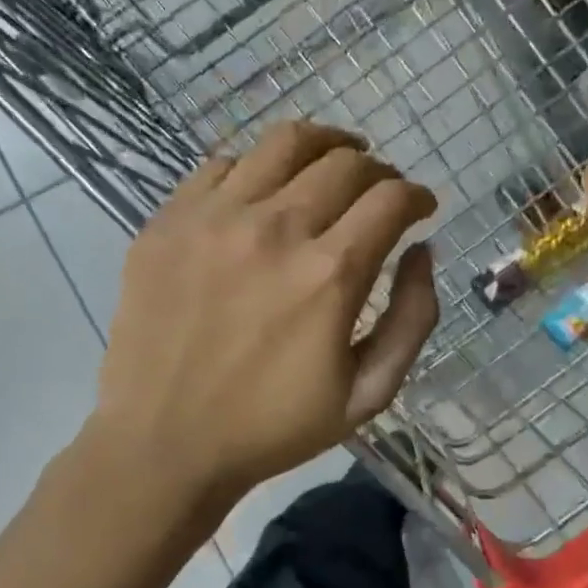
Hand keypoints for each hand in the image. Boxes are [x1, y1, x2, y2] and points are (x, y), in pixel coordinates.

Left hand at [90, 122, 439, 503]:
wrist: (165, 444)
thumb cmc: (274, 427)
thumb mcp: (369, 394)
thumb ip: (412, 319)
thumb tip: (422, 251)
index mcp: (329, 274)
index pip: (390, 198)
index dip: (417, 195)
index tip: (421, 207)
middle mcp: (275, 228)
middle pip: (344, 162)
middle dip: (378, 170)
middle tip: (380, 191)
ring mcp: (213, 218)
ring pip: (283, 143)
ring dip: (324, 145)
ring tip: (334, 160)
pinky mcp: (168, 222)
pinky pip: (222, 165)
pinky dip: (257, 168)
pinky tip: (264, 191)